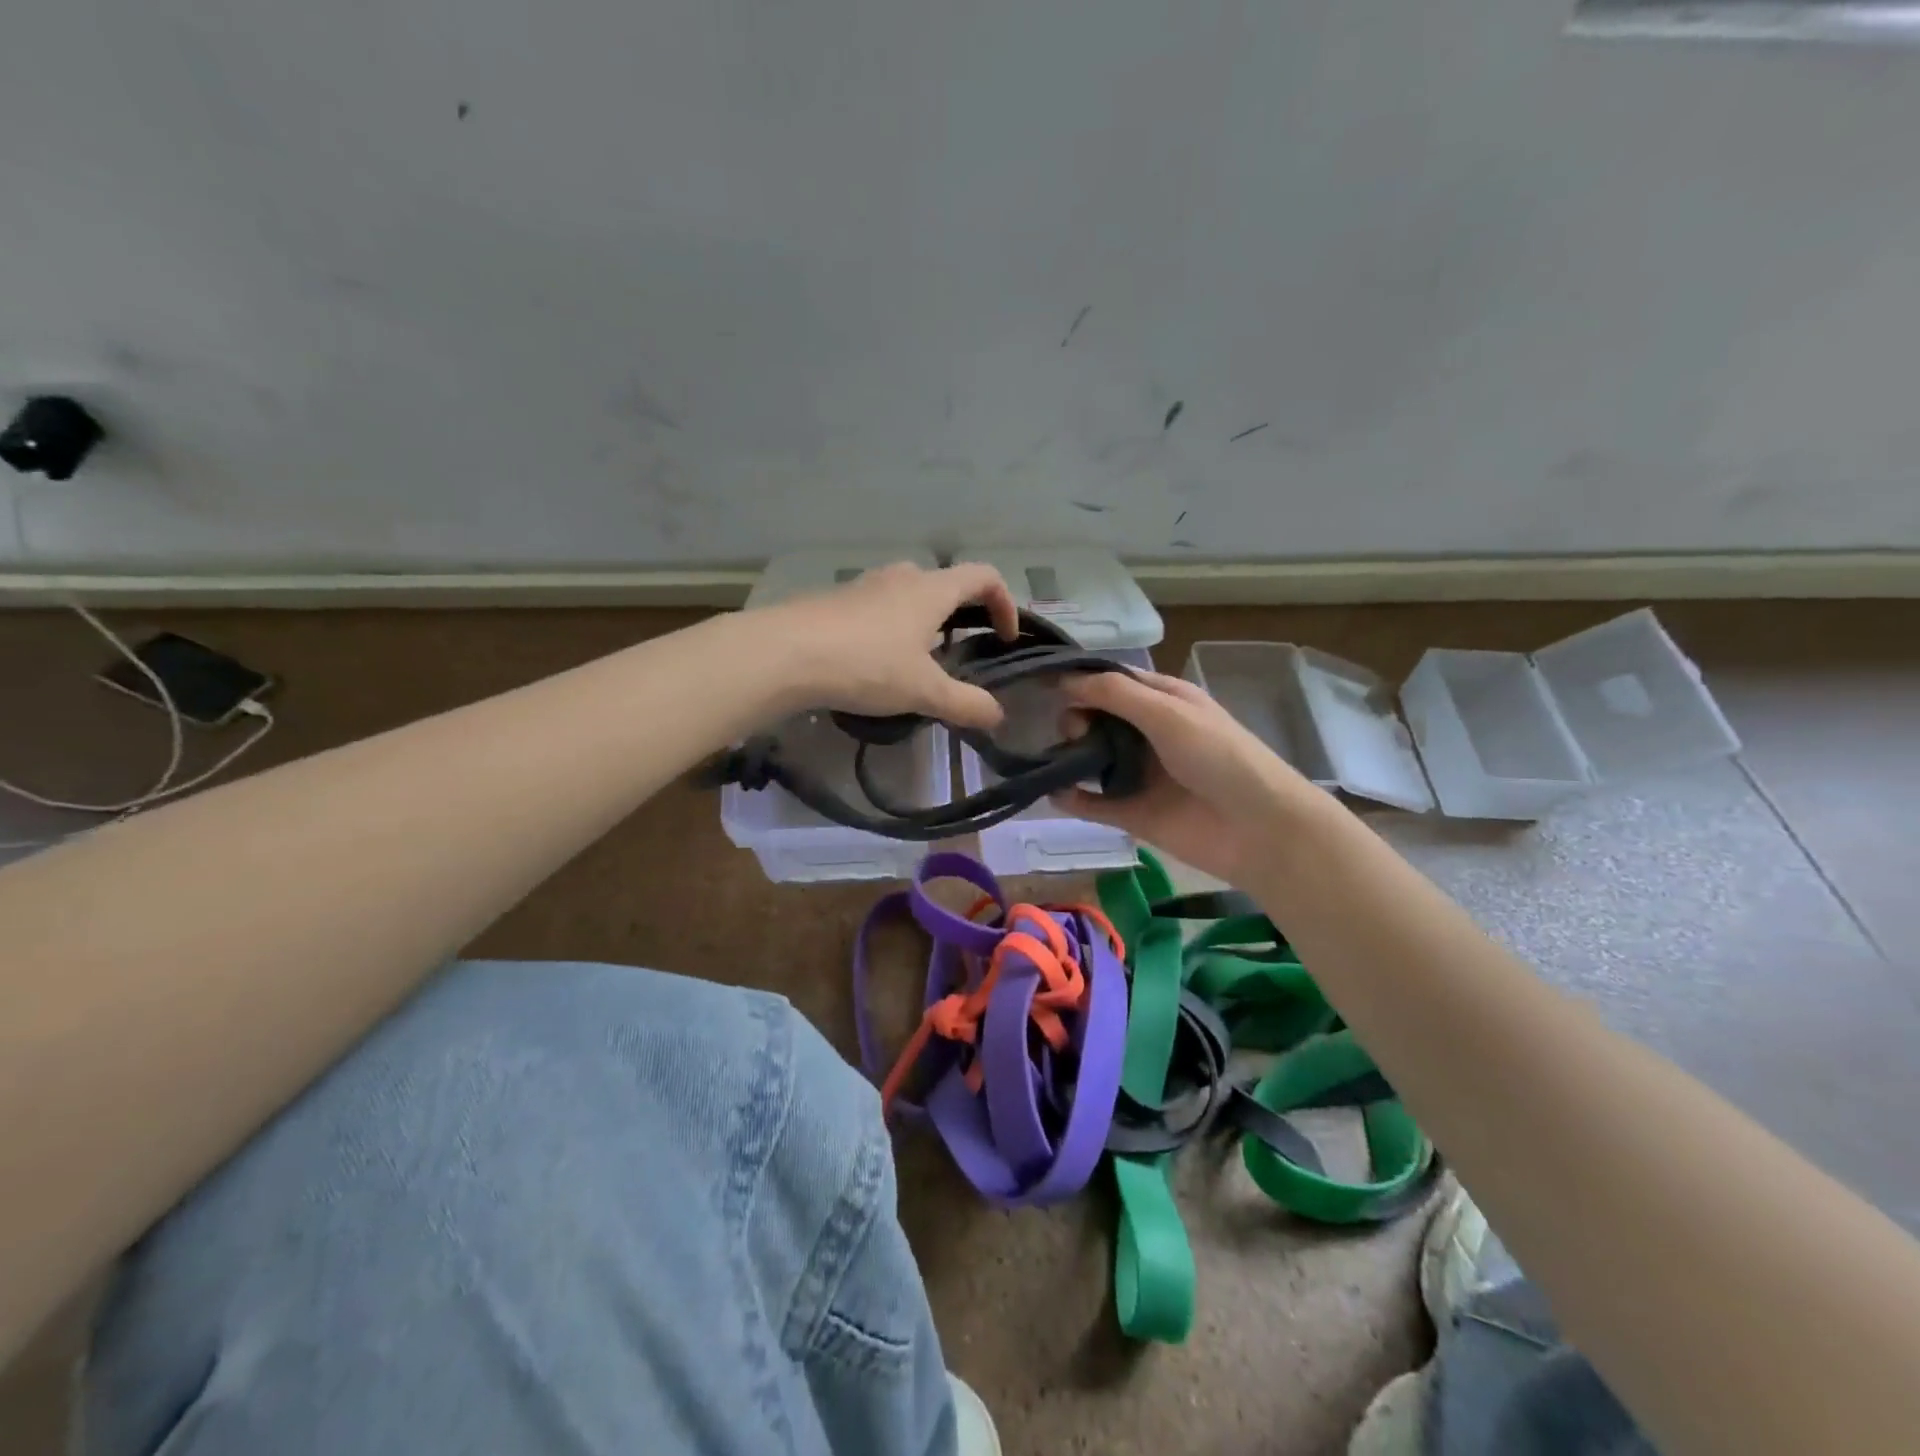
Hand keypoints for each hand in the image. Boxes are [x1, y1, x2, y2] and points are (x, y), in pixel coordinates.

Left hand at [764, 561, 1019, 729]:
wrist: (785, 653)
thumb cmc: (866, 664)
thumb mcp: (923, 691)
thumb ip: (965, 703)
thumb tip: (997, 715)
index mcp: (932, 590)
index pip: (984, 577)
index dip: (1005, 603)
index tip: (1004, 638)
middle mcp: (901, 576)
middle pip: (945, 584)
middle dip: (961, 615)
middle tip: (960, 652)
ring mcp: (864, 584)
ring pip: (908, 595)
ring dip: (923, 622)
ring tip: (916, 663)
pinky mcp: (835, 600)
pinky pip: (876, 608)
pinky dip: (890, 629)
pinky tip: (873, 664)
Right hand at [1053, 670, 1323, 882]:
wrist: (1259, 829)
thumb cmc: (1219, 758)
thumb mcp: (1169, 713)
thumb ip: (1115, 694)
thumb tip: (1063, 682)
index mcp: (1163, 700)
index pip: (1112, 682)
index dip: (1080, 681)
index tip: (1042, 686)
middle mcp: (1147, 733)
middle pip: (1096, 719)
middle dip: (1075, 720)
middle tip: (1075, 734)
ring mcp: (1139, 775)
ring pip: (1091, 759)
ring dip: (1068, 756)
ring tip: (1058, 761)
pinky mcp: (1133, 814)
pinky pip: (1093, 803)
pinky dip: (1071, 797)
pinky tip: (1051, 792)